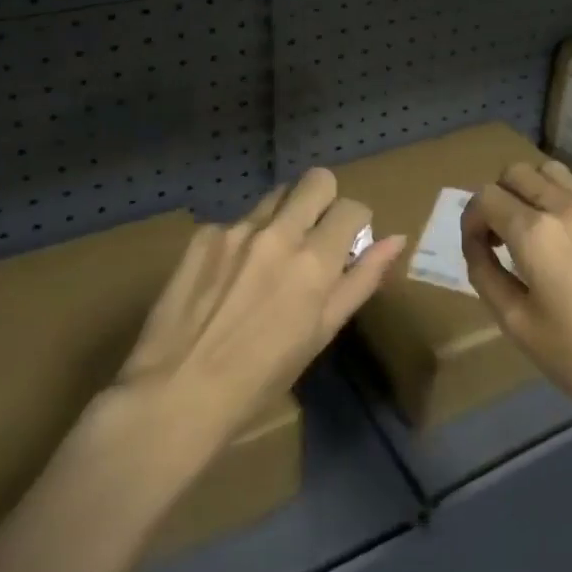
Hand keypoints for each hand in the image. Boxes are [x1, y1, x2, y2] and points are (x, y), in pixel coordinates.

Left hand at [118, 168, 405, 448]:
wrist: (175, 392)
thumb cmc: (260, 378)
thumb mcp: (320, 334)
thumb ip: (360, 281)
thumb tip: (396, 240)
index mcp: (314, 262)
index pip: (352, 207)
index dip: (356, 222)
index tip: (347, 242)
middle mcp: (278, 233)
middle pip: (316, 179)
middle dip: (324, 199)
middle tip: (315, 233)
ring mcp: (236, 230)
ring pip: (275, 196)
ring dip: (284, 216)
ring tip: (269, 258)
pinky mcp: (203, 236)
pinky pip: (236, 221)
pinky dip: (243, 240)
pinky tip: (227, 277)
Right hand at [461, 160, 571, 429]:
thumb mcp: (519, 325)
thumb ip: (487, 276)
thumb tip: (477, 247)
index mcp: (535, 233)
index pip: (486, 197)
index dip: (471, 221)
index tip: (477, 249)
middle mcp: (566, 206)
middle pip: (516, 172)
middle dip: (498, 198)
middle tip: (500, 236)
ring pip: (553, 171)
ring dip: (532, 190)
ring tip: (535, 228)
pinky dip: (566, 197)